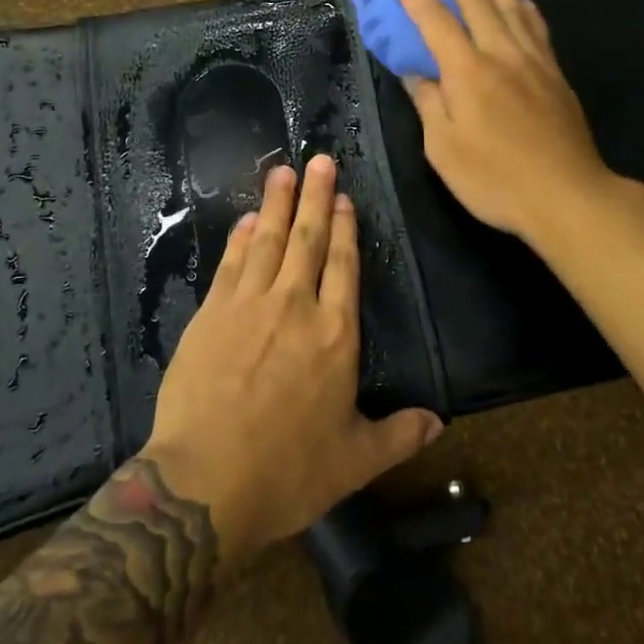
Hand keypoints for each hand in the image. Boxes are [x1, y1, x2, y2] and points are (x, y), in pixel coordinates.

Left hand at [143, 154, 444, 562]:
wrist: (204, 483)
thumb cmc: (287, 472)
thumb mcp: (355, 461)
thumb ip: (399, 435)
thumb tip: (439, 422)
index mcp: (335, 335)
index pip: (344, 266)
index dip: (345, 228)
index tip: (344, 198)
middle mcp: (295, 306)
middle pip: (308, 239)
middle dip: (316, 197)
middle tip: (319, 160)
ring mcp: (249, 305)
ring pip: (268, 241)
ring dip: (276, 203)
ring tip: (282, 171)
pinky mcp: (211, 313)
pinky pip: (231, 263)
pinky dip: (240, 237)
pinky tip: (246, 219)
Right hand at [393, 0, 614, 248]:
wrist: (566, 195)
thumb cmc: (495, 179)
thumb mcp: (443, 149)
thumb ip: (428, 104)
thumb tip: (413, 73)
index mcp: (467, 72)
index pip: (435, 22)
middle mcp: (500, 54)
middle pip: (477, 1)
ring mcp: (533, 62)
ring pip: (512, 7)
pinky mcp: (555, 75)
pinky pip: (538, 28)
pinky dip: (527, 7)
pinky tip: (524, 0)